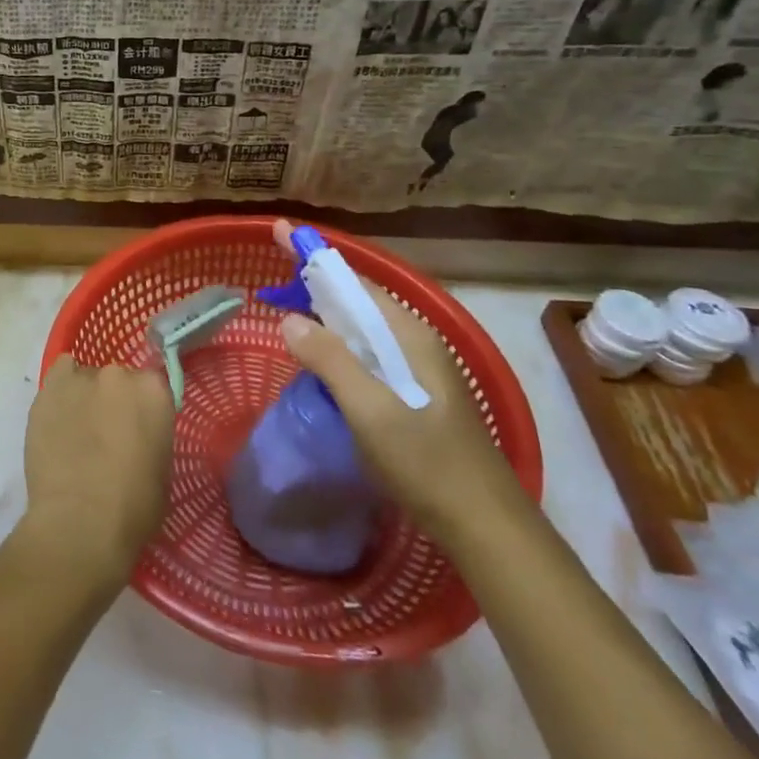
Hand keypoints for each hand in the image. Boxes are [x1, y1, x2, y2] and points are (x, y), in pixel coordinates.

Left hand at [16, 354, 174, 589]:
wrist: (79, 522)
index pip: (152, 386)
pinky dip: (61, 390)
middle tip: (108, 433)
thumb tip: (138, 435)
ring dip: (85, 397)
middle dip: (114, 401)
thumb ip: (152, 437)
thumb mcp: (162, 471)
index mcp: (154, 392)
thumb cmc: (133, 508)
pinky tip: (58, 414)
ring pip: (86, 378)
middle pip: (118, 379)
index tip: (137, 429)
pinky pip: (59, 376)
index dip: (143, 409)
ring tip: (77, 430)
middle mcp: (119, 375)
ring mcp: (81, 378)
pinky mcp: (48, 388)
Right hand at [273, 219, 525, 546]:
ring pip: (361, 329)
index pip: (353, 281)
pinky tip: (318, 360)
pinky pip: (367, 354)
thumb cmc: (427, 463)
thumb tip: (289, 319)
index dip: (314, 257)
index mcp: (409, 336)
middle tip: (272, 279)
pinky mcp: (413, 395)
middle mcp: (415, 343)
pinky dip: (336, 345)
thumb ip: (330, 360)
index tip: (279, 232)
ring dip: (324, 315)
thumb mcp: (370, 409)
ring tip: (286, 310)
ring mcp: (417, 370)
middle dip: (314, 284)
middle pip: (357, 300)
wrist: (485, 527)